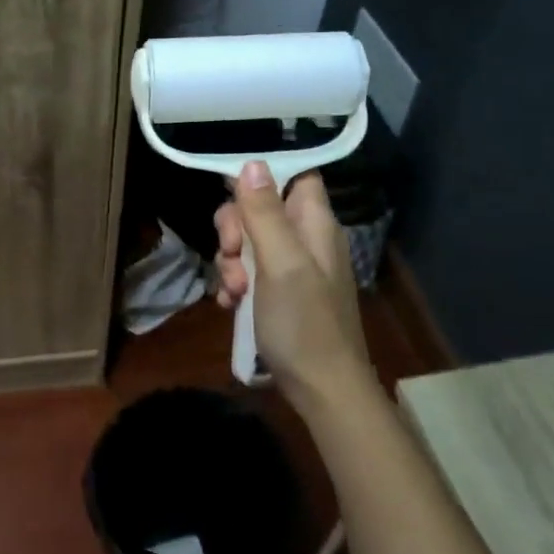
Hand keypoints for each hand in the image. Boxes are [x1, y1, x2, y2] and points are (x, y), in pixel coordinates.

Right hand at [214, 162, 372, 410]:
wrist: (323, 391)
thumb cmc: (303, 324)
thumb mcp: (280, 263)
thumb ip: (265, 213)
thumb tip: (252, 162)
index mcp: (314, 223)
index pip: (294, 175)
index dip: (263, 177)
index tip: (233, 194)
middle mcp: (305, 239)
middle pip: (260, 208)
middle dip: (235, 229)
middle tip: (231, 255)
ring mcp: (293, 268)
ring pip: (249, 241)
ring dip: (230, 262)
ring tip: (233, 293)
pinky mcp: (280, 293)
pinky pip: (249, 272)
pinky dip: (236, 285)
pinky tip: (231, 305)